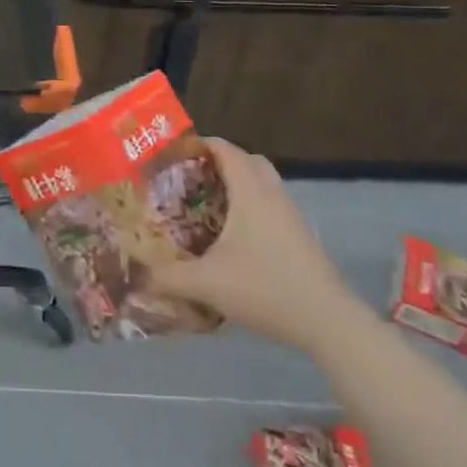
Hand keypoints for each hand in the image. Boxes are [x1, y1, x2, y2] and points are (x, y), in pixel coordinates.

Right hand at [150, 139, 356, 349]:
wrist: (328, 322)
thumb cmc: (265, 289)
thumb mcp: (208, 283)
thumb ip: (169, 277)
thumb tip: (139, 274)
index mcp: (250, 192)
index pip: (225, 149)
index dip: (199, 144)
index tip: (173, 153)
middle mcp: (272, 195)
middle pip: (248, 160)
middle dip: (220, 162)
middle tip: (192, 178)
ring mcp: (291, 216)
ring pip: (263, 183)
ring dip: (238, 185)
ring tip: (208, 205)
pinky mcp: (300, 237)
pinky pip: (271, 205)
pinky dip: (251, 206)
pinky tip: (234, 236)